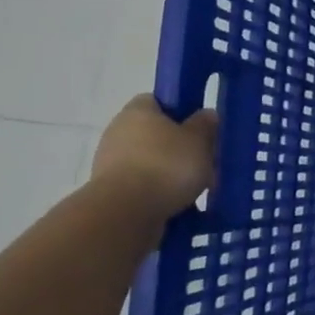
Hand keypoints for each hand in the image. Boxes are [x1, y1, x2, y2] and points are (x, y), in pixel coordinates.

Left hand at [91, 96, 218, 220]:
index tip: (199, 127)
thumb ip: (205, 125)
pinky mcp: (109, 193)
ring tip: (195, 189)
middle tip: (203, 160)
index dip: (180, 111)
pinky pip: (142, 187)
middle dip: (178, 147)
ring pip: (150, 162)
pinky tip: (178, 205)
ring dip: (169, 173)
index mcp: (138, 111)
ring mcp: (110, 164)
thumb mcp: (200, 140)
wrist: (125, 214)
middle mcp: (118, 132)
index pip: (158, 101)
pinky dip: (158, 194)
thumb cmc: (166, 166)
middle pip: (155, 134)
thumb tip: (206, 115)